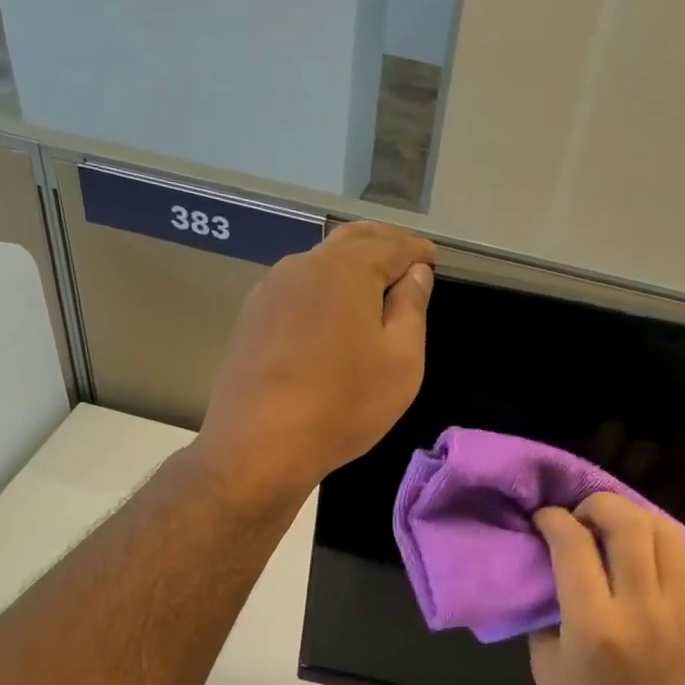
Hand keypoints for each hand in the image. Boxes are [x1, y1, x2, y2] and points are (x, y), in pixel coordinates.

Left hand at [198, 221, 435, 506]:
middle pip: (351, 242)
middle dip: (382, 245)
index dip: (416, 251)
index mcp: (346, 269)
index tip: (432, 259)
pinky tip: (329, 314)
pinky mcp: (252, 318)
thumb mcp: (401, 361)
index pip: (391, 244)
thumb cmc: (344, 403)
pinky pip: (297, 289)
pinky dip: (322, 290)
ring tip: (371, 286)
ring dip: (349, 266)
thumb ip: (411, 308)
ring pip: (319, 264)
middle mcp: (304, 265)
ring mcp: (271, 290)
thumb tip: (415, 273)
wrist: (260, 443)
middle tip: (405, 260)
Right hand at [530, 494, 684, 684]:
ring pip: (663, 530)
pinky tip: (643, 549)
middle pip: (626, 522)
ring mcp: (677, 608)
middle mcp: (640, 607)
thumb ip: (548, 609)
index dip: (554, 520)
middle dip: (597, 504)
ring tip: (612, 527)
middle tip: (579, 515)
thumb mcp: (545, 664)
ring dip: (633, 516)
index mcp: (593, 625)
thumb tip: (552, 567)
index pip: (574, 545)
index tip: (543, 518)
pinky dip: (661, 539)